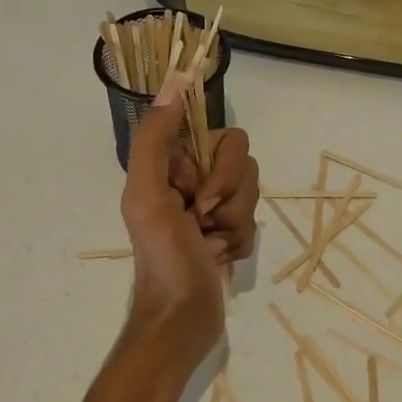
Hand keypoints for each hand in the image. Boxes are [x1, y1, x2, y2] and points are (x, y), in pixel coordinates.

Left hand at [121, 76, 258, 361]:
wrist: (180, 320)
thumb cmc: (162, 257)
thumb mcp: (147, 194)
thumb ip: (155, 138)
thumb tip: (175, 82)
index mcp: (173, 164)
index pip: (224, 137)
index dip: (217, 168)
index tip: (195, 196)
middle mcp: (194, 180)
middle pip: (245, 165)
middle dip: (229, 199)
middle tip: (202, 223)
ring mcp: (214, 208)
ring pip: (252, 194)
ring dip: (233, 224)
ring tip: (209, 245)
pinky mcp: (230, 234)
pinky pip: (254, 223)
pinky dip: (238, 244)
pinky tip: (218, 259)